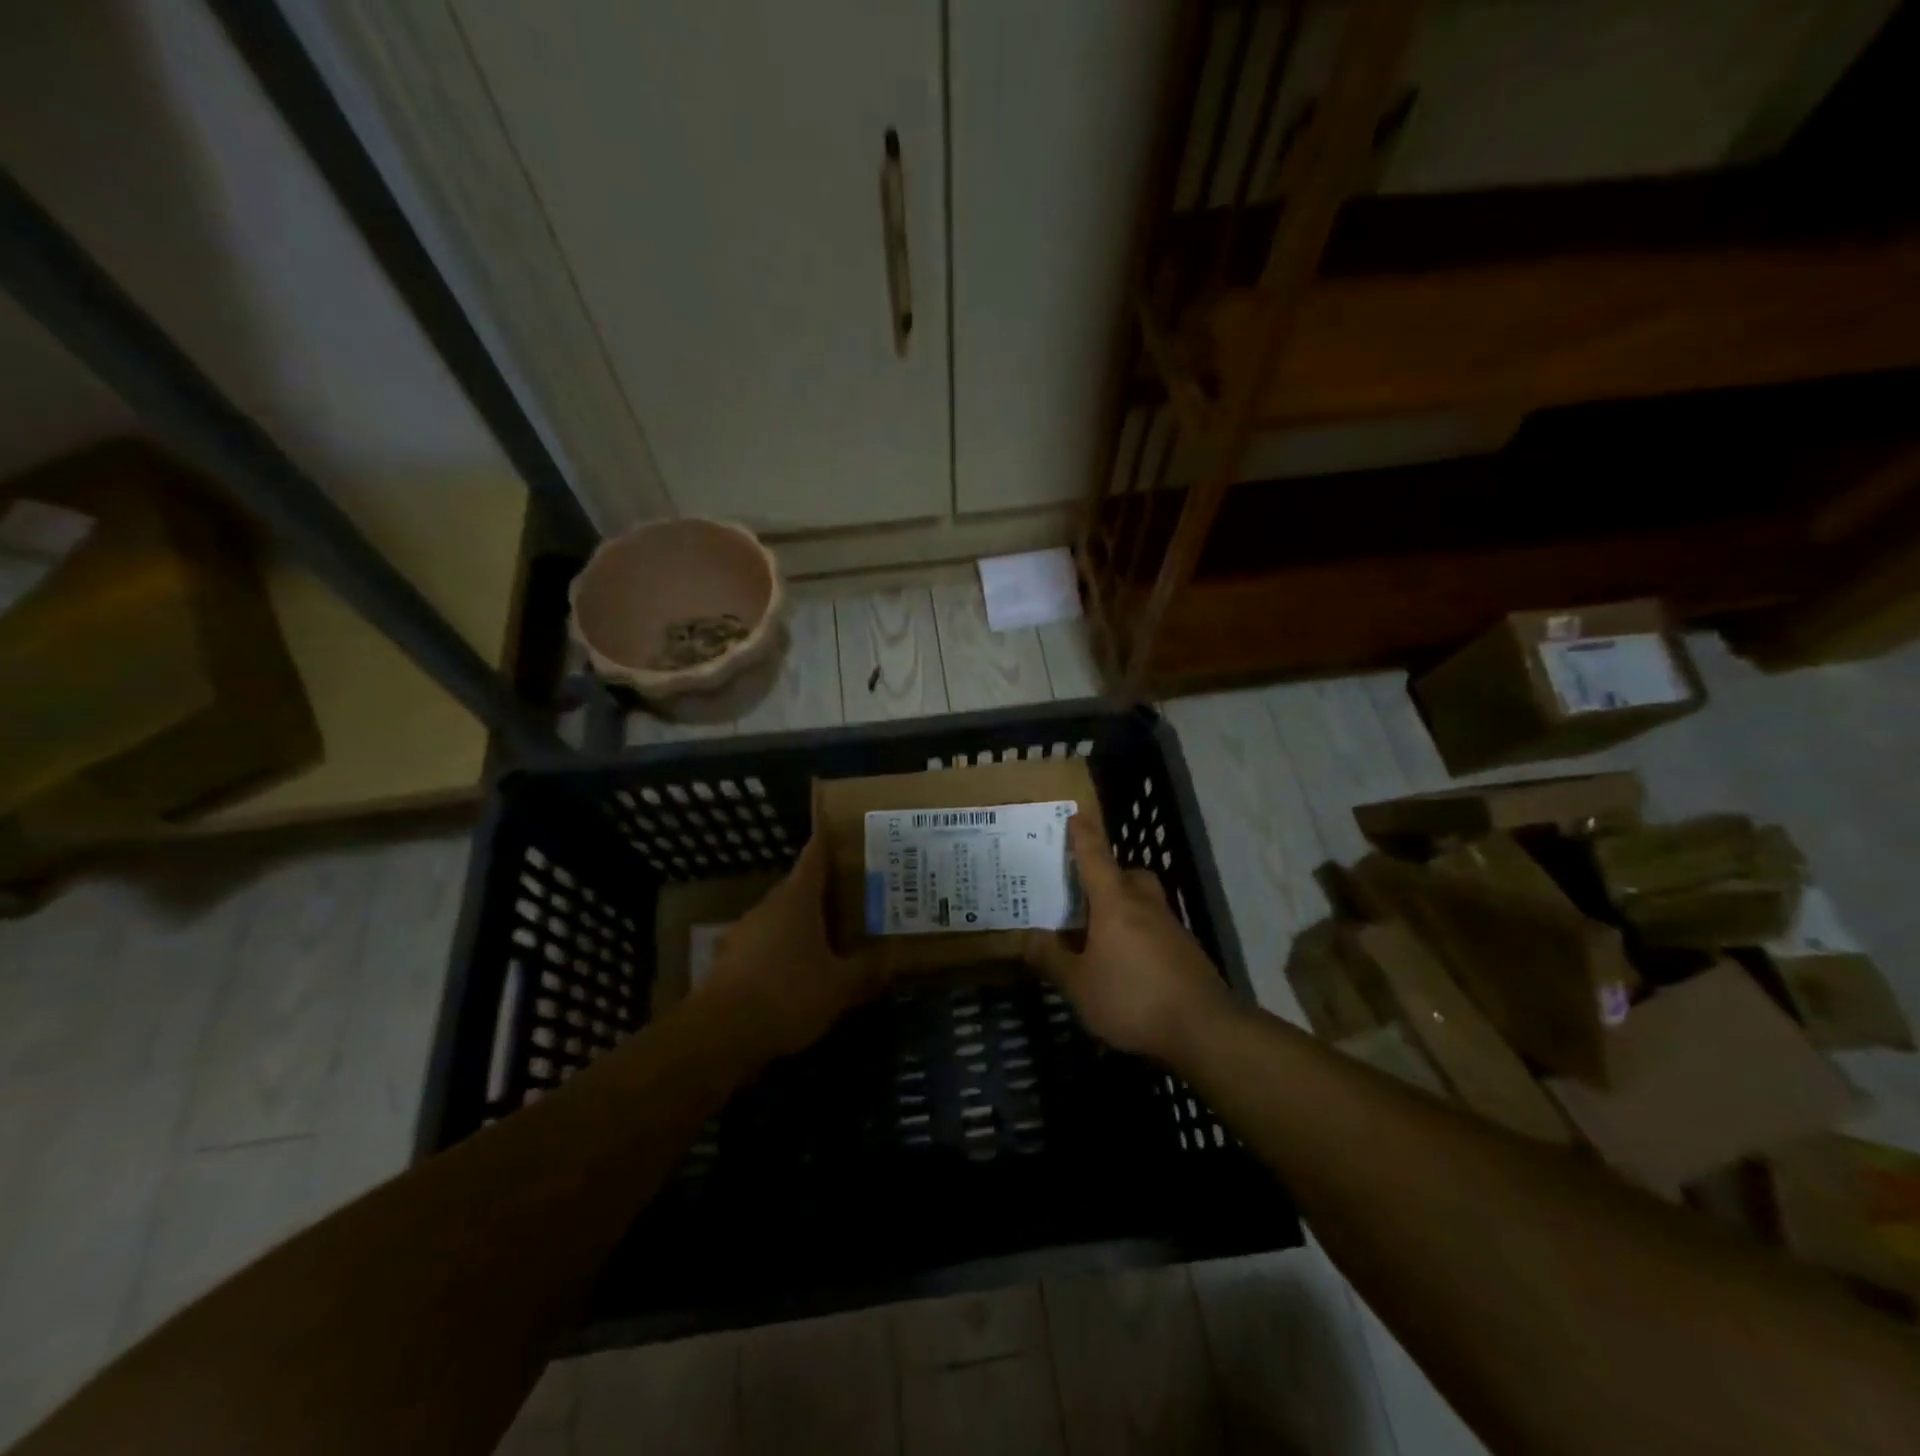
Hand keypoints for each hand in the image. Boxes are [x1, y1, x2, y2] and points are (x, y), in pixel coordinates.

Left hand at [697, 834, 888, 1061]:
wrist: (720, 1034)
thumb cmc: (787, 994)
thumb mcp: (839, 986)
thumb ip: (867, 971)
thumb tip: (893, 960)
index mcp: (796, 899)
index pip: (814, 856)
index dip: (827, 841)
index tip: (839, 827)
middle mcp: (768, 907)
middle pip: (798, 888)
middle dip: (824, 889)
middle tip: (854, 893)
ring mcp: (743, 934)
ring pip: (780, 918)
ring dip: (803, 923)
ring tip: (831, 935)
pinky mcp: (729, 963)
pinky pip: (765, 946)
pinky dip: (784, 951)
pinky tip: (799, 972)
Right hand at [1023, 817, 1234, 1063]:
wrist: (1204, 1029)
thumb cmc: (1132, 997)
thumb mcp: (1078, 984)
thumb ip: (1052, 959)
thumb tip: (1029, 938)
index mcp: (1115, 902)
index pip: (1095, 857)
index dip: (1083, 836)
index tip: (1076, 815)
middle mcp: (1145, 905)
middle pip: (1128, 875)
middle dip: (1109, 875)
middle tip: (1087, 893)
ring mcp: (1171, 927)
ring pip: (1145, 902)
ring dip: (1125, 907)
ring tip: (1101, 934)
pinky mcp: (1186, 952)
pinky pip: (1156, 928)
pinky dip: (1139, 934)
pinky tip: (1127, 963)